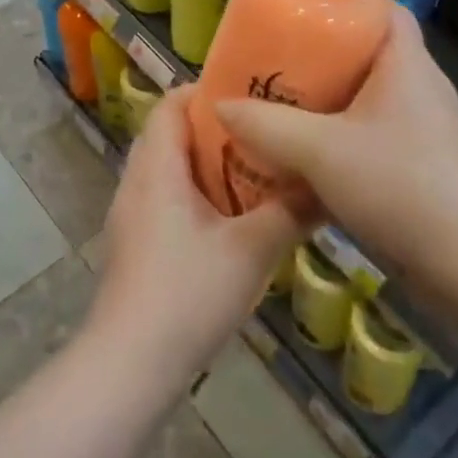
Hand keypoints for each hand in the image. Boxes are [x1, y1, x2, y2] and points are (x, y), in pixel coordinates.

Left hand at [87, 87, 302, 388]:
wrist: (129, 365)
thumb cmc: (187, 294)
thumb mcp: (251, 251)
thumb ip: (291, 213)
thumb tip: (327, 184)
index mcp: (157, 167)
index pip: (171, 103)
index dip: (206, 91)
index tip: (250, 96)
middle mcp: (136, 182)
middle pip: (170, 133)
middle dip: (214, 129)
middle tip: (262, 133)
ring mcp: (130, 215)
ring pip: (167, 169)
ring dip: (206, 165)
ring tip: (254, 171)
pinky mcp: (133, 244)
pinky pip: (164, 198)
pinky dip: (195, 194)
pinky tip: (230, 220)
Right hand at [216, 4, 457, 287]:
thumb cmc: (399, 184)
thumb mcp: (319, 151)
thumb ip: (266, 126)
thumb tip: (222, 105)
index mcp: (405, 61)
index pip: (382, 6)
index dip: (343, 0)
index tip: (300, 10)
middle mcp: (420, 85)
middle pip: (368, 51)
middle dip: (322, 54)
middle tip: (277, 60)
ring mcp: (426, 127)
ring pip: (369, 96)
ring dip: (330, 99)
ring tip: (283, 104)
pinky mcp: (424, 163)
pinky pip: (376, 132)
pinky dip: (344, 134)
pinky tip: (310, 155)